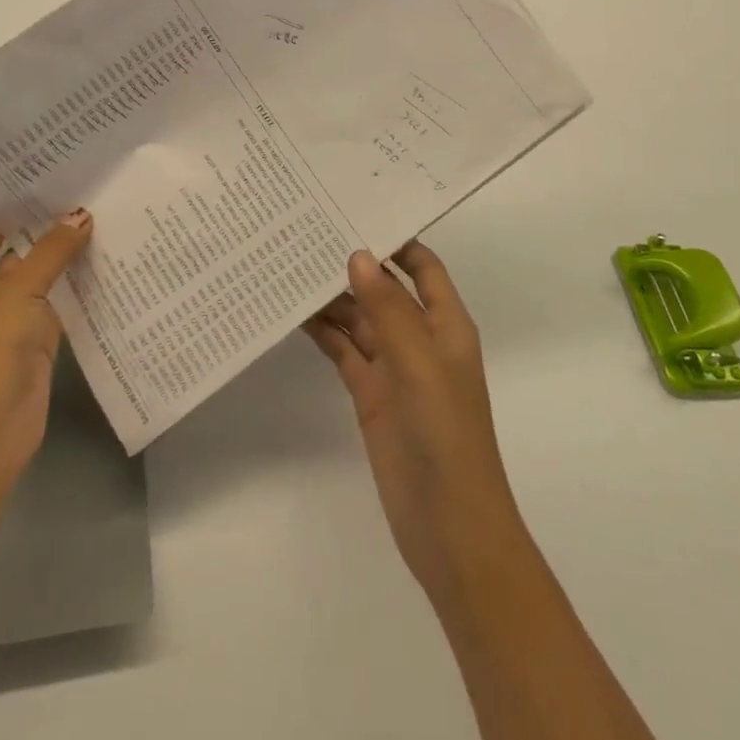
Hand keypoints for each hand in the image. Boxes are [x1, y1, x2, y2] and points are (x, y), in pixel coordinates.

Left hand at [0, 209, 91, 494]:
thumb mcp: (19, 289)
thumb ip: (52, 249)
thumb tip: (82, 214)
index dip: (20, 204)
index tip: (58, 177)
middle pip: (18, 249)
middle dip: (51, 226)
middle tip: (93, 191)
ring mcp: (9, 317)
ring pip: (42, 275)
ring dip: (68, 255)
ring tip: (108, 216)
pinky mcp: (35, 339)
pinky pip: (59, 301)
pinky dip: (78, 285)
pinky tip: (109, 260)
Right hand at [304, 243, 525, 605]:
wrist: (449, 528)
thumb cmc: (446, 434)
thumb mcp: (420, 363)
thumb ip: (388, 309)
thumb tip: (358, 255)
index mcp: (446, 324)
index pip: (422, 266)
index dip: (395, 239)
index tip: (353, 211)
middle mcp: (419, 338)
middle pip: (385, 289)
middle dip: (354, 264)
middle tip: (307, 233)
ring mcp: (393, 367)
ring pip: (359, 318)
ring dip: (332, 297)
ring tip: (291, 264)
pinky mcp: (370, 394)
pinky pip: (344, 351)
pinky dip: (323, 332)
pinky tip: (294, 313)